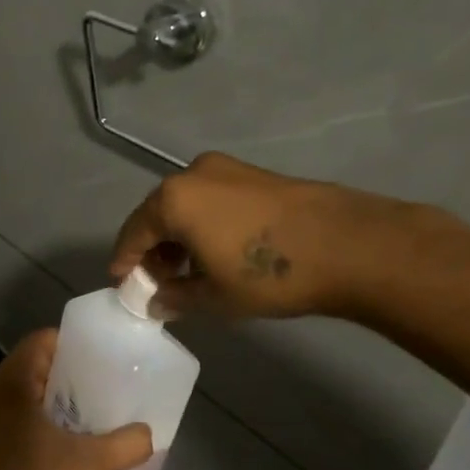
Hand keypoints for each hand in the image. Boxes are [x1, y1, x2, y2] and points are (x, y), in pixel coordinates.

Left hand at [0, 330, 153, 469]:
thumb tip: (148, 433)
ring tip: (82, 415)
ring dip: (47, 398)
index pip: (41, 340)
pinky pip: (5, 413)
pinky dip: (30, 417)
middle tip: (99, 389)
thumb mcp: (91, 466)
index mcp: (7, 384)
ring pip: (16, 391)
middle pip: (29, 364)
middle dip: (65, 374)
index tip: (101, 362)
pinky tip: (55, 442)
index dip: (73, 346)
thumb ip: (127, 444)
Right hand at [110, 152, 424, 320]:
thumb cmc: (268, 274)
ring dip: (179, 237)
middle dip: (153, 249)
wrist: (348, 245)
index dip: (125, 261)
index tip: (122, 284)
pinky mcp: (253, 174)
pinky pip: (211, 200)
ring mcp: (226, 169)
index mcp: (173, 200)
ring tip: (187, 271)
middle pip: (157, 215)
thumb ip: (175, 297)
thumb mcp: (214, 297)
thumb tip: (157, 301)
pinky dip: (203, 224)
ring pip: (186, 206)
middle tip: (157, 282)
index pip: (133, 233)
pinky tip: (216, 251)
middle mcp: (192, 175)